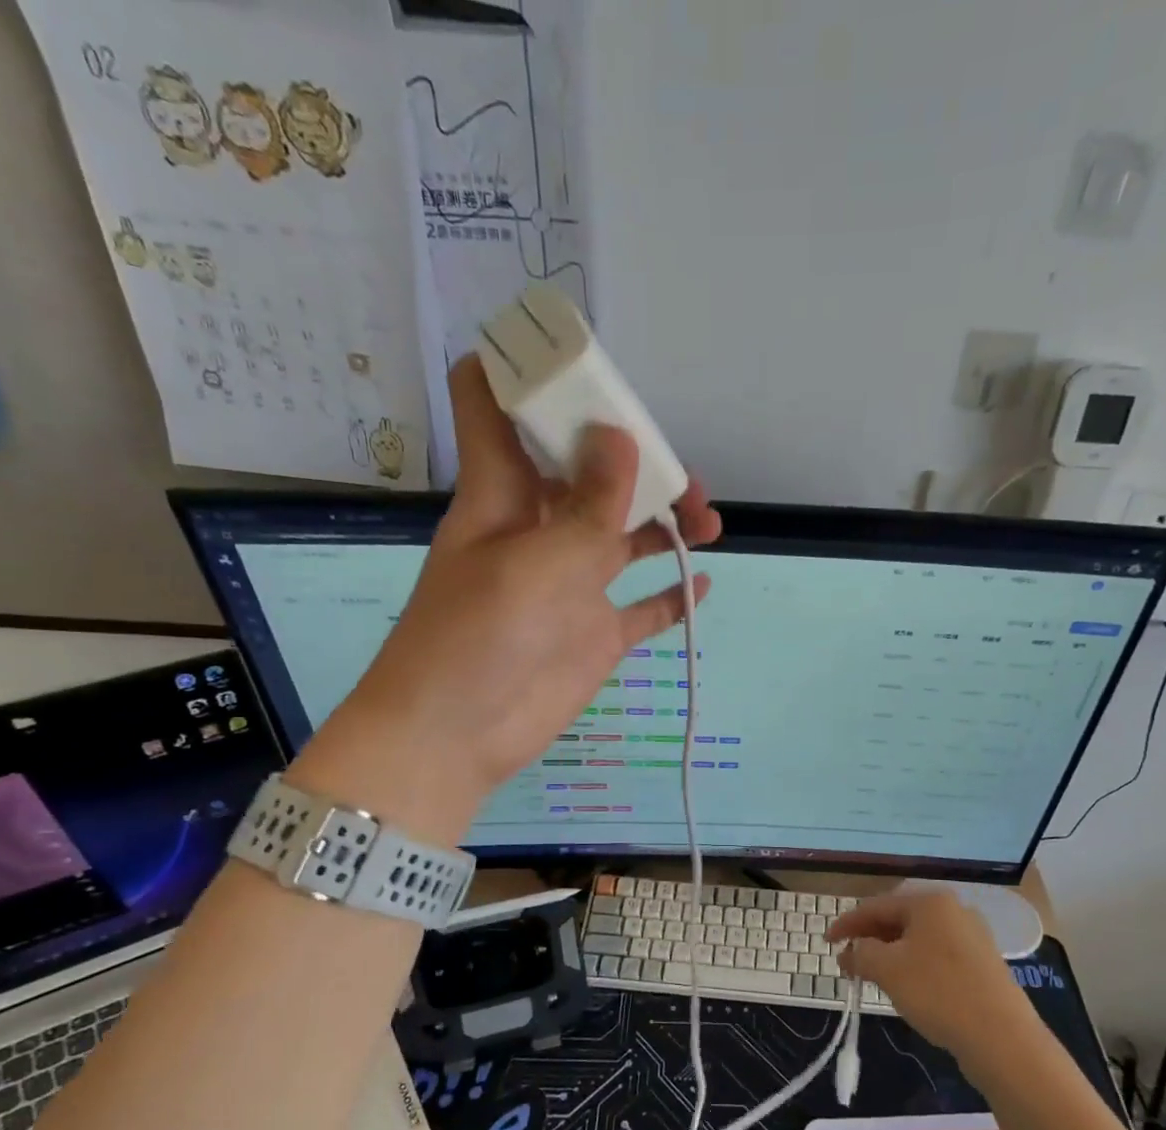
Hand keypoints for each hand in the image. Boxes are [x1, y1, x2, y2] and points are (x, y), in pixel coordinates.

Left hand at [292, 357, 721, 838]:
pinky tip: (703, 580)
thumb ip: (586, 507)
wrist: (457, 737)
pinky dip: (673, 595)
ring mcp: (573, 584)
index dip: (527, 370)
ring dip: (667, 520)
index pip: (498, 407)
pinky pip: (644, 607)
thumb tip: (623, 437)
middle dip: (634, 455)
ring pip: (627, 534)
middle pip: (589, 469)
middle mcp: (540, 528)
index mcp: (504, 493)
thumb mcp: (533, 563)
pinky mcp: (595, 634)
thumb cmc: (476, 638)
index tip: (579, 356)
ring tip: (709, 520)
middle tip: (680, 467)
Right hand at [826, 893, 1036, 1068]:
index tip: (827, 942)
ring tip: (872, 975)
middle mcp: (953, 910)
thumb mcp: (887, 969)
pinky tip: (906, 987)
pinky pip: (936, 956)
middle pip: (899, 919)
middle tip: (848, 961)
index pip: (876, 906)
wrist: (1002, 1038)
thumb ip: (861, 954)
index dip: (847, 924)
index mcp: (930, 902)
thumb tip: (850, 952)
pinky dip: (913, 965)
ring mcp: (971, 937)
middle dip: (870, 939)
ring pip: (918, 939)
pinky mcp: (981, 964)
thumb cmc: (938, 992)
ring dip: (890, 954)